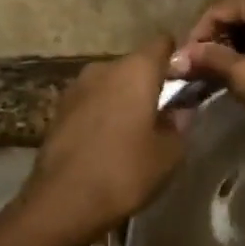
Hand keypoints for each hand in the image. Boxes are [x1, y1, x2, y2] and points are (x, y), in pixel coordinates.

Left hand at [25, 36, 185, 242]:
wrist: (63, 202)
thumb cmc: (125, 172)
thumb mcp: (169, 154)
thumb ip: (180, 123)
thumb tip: (180, 109)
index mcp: (136, 70)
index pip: (163, 43)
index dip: (177, 59)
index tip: (186, 82)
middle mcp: (103, 68)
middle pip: (135, 64)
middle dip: (149, 83)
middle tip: (163, 114)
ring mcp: (76, 87)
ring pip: (110, 83)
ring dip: (123, 99)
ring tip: (133, 131)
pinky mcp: (58, 109)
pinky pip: (91, 102)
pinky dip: (102, 113)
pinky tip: (107, 142)